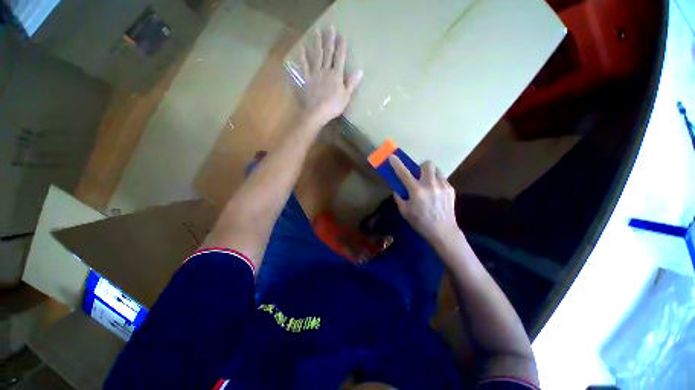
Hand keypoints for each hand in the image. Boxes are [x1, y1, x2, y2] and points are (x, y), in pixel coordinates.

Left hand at [295, 26, 362, 125]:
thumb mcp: (346, 97)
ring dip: (317, 43)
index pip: (340, 59)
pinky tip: (302, 48)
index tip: (343, 37)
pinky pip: (304, 66)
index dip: (342, 48)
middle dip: (330, 40)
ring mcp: (315, 73)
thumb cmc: (333, 107)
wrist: (316, 113)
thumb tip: (360, 70)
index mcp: (336, 76)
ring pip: (317, 56)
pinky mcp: (305, 78)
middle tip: (330, 27)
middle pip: (328, 54)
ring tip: (317, 32)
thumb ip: (352, 83)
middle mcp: (326, 71)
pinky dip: (302, 57)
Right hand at [389, 155, 459, 243]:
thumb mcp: (404, 211)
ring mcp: (442, 185)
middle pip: (427, 164)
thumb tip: (397, 188)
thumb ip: (399, 198)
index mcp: (416, 191)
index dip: (397, 164)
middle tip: (418, 175)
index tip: (392, 157)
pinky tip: (435, 192)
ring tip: (428, 184)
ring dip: (429, 173)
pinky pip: (442, 179)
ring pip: (436, 170)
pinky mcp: (451, 189)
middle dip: (420, 166)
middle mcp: (430, 184)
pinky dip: (436, 182)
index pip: (404, 173)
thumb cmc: (420, 222)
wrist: (443, 231)